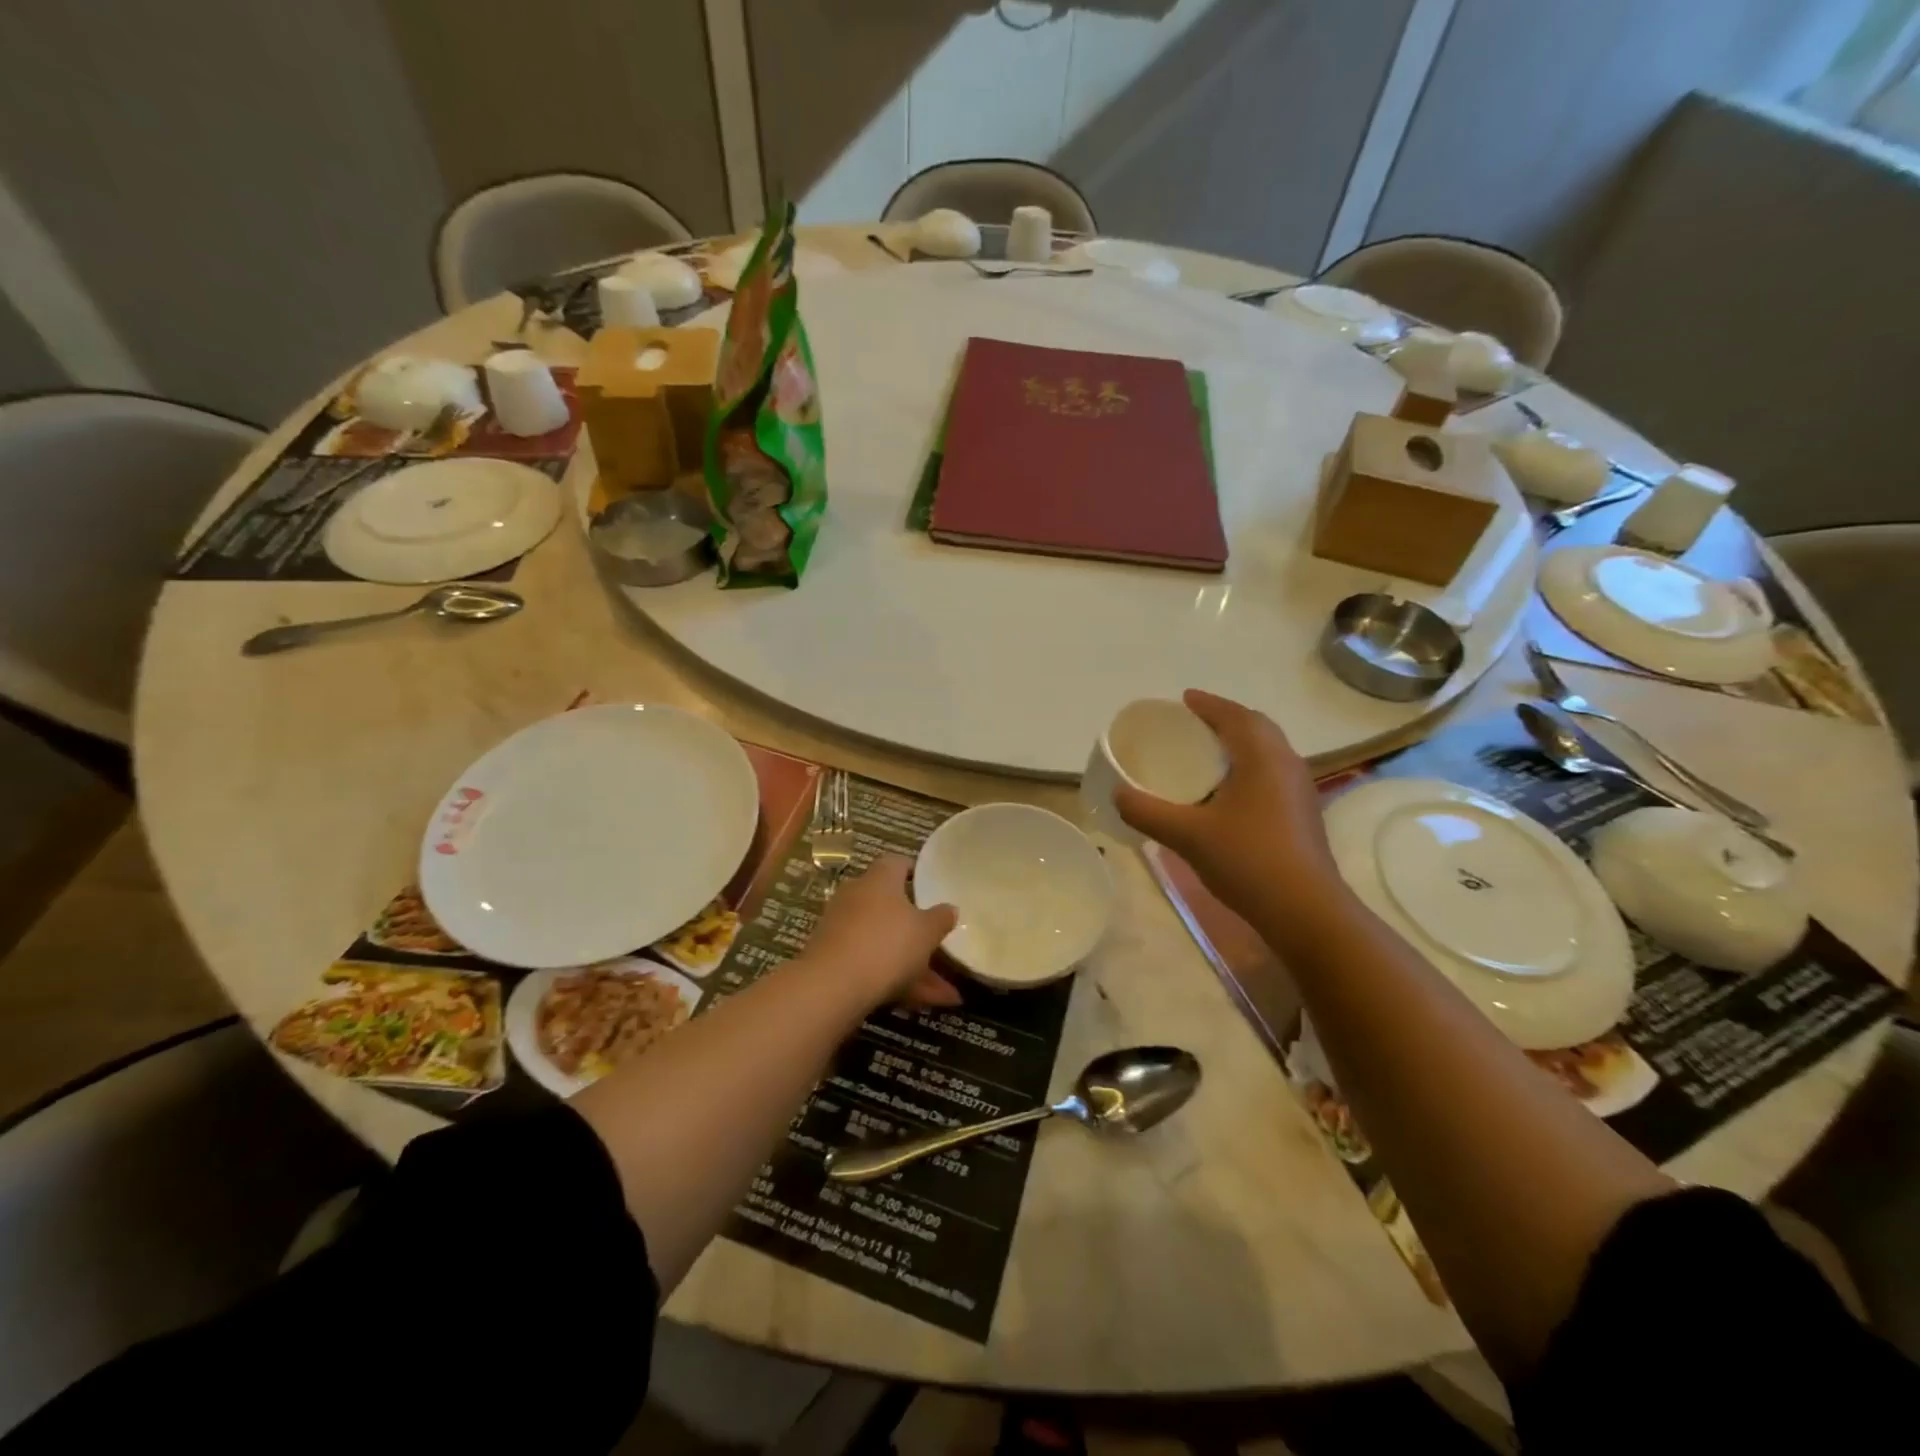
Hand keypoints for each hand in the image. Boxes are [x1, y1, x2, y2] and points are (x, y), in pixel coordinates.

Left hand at [802, 855, 960, 1008]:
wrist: (832, 986)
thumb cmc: (887, 944)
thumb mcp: (926, 932)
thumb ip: (940, 919)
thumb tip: (950, 908)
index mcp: (880, 879)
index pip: (897, 864)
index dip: (915, 874)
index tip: (932, 887)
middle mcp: (858, 897)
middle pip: (892, 908)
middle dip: (919, 931)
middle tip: (942, 943)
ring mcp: (843, 929)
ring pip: (886, 942)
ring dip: (915, 965)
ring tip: (947, 994)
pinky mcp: (835, 959)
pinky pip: (874, 964)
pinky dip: (898, 981)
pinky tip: (924, 1004)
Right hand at [1114, 690, 1348, 935]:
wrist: (1305, 910)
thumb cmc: (1247, 860)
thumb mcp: (1187, 835)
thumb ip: (1147, 811)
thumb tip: (1118, 795)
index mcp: (1262, 757)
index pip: (1234, 716)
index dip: (1208, 704)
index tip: (1184, 699)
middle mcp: (1286, 764)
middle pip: (1256, 727)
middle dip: (1225, 720)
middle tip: (1194, 726)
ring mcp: (1299, 790)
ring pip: (1268, 752)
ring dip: (1240, 744)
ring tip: (1208, 755)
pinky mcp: (1302, 814)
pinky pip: (1272, 774)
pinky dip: (1249, 768)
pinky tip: (1228, 793)